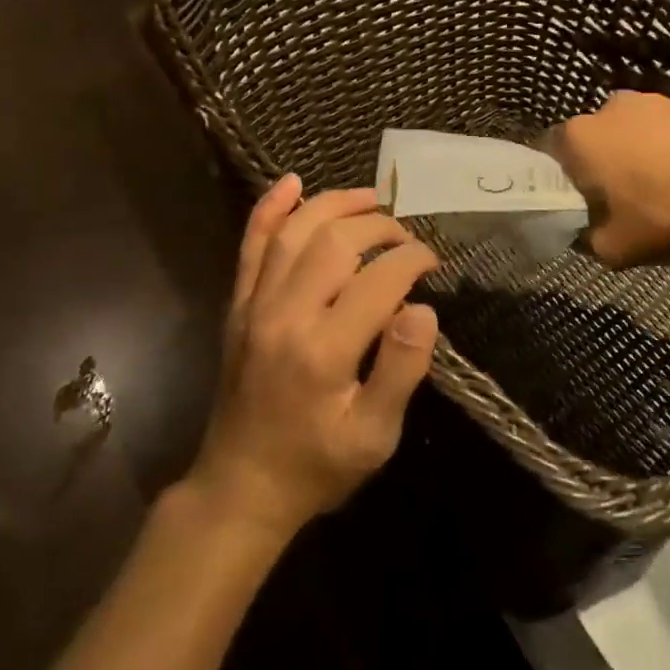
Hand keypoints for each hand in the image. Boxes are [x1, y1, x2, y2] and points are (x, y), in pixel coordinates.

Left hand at [190, 178, 439, 536]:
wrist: (241, 487)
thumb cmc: (317, 465)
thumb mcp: (373, 437)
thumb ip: (401, 370)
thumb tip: (423, 309)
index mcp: (324, 350)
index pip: (378, 279)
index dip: (412, 259)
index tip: (431, 261)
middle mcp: (285, 315)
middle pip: (335, 242)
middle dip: (379, 227)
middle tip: (406, 237)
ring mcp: (254, 306)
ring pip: (294, 232)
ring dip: (333, 205)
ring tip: (370, 199)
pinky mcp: (238, 306)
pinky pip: (251, 246)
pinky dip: (269, 210)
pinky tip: (290, 183)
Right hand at [547, 92, 669, 266]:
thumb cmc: (665, 213)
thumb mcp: (613, 249)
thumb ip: (586, 240)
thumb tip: (583, 233)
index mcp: (578, 137)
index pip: (549, 152)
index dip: (559, 179)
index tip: (575, 202)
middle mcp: (606, 109)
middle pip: (590, 140)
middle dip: (597, 165)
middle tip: (614, 200)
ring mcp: (648, 102)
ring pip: (627, 133)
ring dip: (632, 155)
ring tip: (656, 189)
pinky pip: (660, 130)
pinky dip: (664, 149)